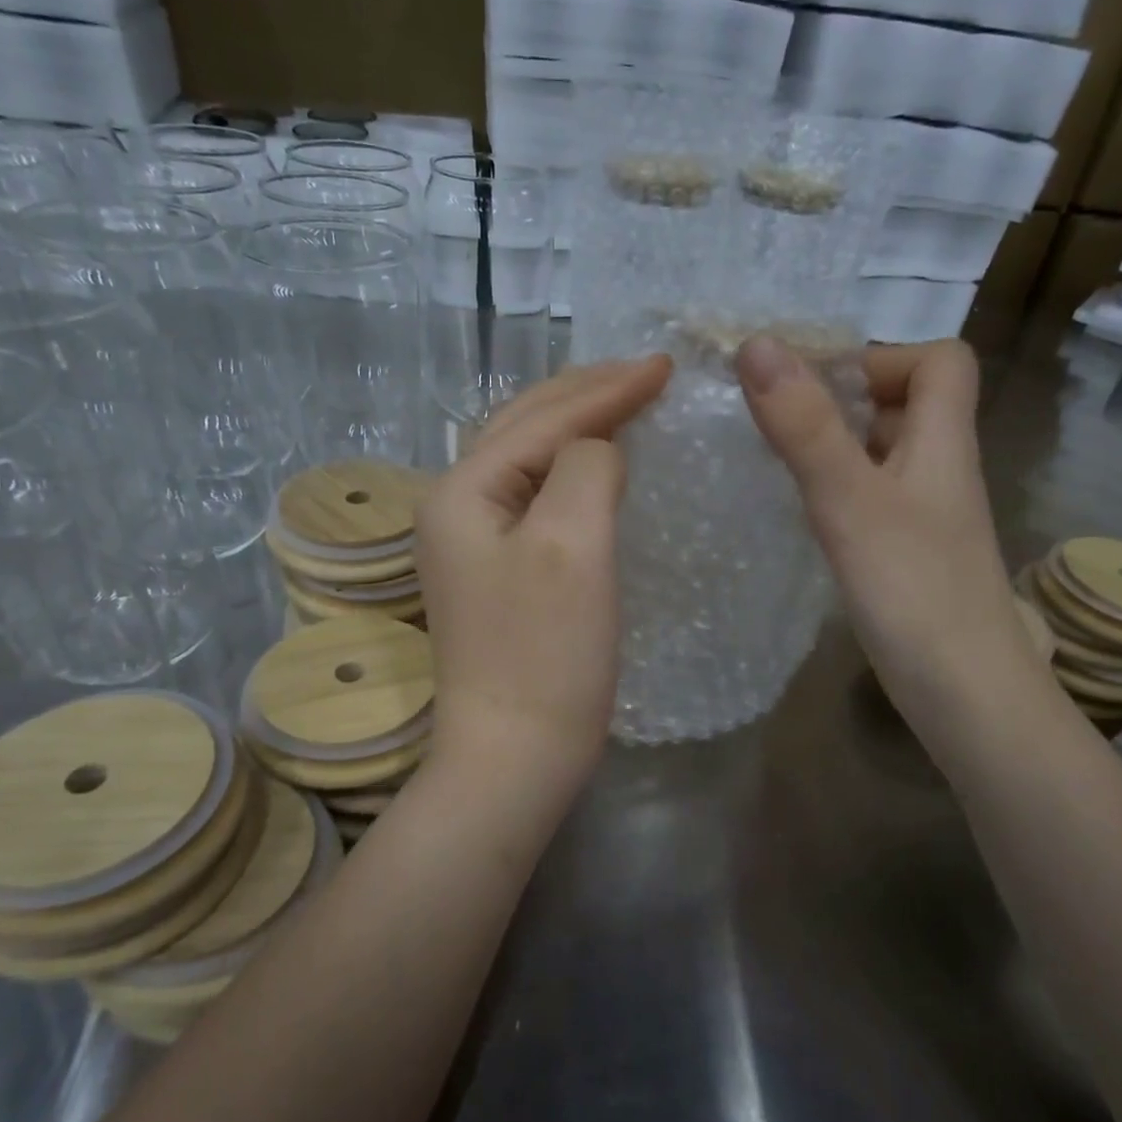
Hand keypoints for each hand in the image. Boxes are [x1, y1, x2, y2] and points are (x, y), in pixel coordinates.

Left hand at [416, 357, 673, 796]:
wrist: (514, 757)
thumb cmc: (545, 654)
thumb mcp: (573, 544)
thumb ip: (587, 466)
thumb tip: (600, 449)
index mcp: (462, 490)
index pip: (544, 419)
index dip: (608, 388)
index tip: (666, 365)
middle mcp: (454, 507)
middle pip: (524, 427)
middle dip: (586, 393)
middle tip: (647, 373)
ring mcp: (471, 543)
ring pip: (529, 461)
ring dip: (576, 426)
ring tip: (625, 404)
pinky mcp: (496, 574)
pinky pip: (536, 499)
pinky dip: (572, 472)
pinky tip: (599, 469)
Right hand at [735, 337, 1032, 712]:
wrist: (965, 695)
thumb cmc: (914, 591)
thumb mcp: (850, 501)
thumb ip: (805, 426)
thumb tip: (757, 345)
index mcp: (943, 442)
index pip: (939, 361)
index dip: (882, 356)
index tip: (816, 383)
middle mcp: (941, 471)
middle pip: (908, 405)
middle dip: (843, 400)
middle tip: (779, 420)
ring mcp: (926, 518)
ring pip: (885, 456)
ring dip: (835, 446)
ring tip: (777, 460)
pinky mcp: (909, 558)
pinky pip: (872, 501)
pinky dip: (837, 493)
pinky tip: (802, 515)